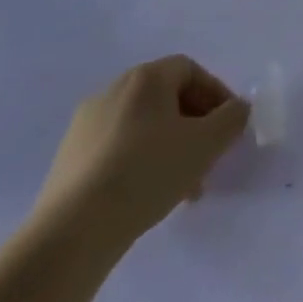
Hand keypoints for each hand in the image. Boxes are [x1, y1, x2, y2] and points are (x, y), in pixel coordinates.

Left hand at [31, 56, 249, 251]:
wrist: (72, 231)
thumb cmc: (149, 171)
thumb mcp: (209, 141)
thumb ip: (233, 116)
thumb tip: (235, 109)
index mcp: (144, 79)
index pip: (191, 70)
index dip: (216, 93)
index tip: (227, 124)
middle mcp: (111, 92)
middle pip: (167, 98)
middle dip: (195, 124)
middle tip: (209, 154)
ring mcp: (83, 127)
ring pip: (143, 127)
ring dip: (170, 146)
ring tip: (184, 184)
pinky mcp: (67, 159)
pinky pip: (117, 149)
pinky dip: (140, 162)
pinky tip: (148, 193)